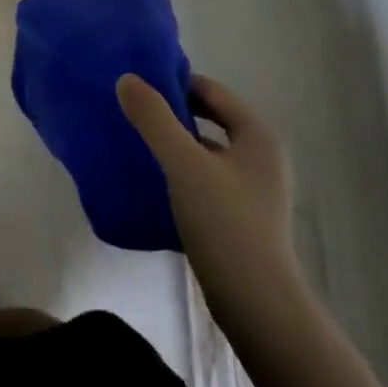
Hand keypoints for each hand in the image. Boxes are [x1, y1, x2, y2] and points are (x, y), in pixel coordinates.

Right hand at [117, 73, 303, 324]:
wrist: (257, 306)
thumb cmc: (226, 224)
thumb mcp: (184, 165)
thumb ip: (154, 120)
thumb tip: (126, 79)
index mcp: (257, 136)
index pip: (212, 91)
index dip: (175, 83)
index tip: (138, 86)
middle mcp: (261, 157)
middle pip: (209, 120)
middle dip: (172, 114)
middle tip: (132, 113)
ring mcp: (253, 190)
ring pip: (205, 152)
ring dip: (174, 145)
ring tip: (135, 144)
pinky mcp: (241, 218)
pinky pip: (205, 179)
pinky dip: (180, 173)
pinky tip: (153, 182)